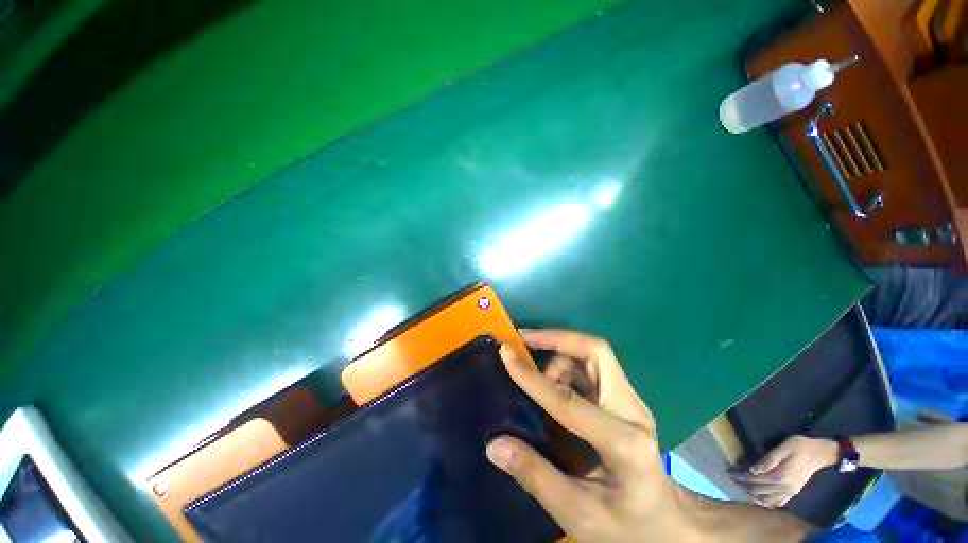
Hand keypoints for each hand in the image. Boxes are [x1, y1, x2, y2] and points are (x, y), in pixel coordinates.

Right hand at [485, 329, 696, 541]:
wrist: (668, 525)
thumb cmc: (627, 527)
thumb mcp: (579, 515)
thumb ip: (536, 477)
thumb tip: (495, 445)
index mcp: (624, 443)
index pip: (569, 400)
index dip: (533, 377)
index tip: (506, 354)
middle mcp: (632, 410)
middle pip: (597, 351)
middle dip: (557, 339)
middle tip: (524, 339)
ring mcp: (630, 401)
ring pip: (593, 354)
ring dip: (560, 353)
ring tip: (536, 374)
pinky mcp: (623, 399)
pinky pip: (591, 366)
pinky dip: (566, 364)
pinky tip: (551, 383)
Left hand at [731, 435, 838, 507]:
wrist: (821, 453)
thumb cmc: (801, 446)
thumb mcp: (784, 446)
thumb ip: (769, 459)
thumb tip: (753, 469)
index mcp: (779, 476)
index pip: (753, 479)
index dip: (739, 475)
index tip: (728, 470)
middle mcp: (783, 487)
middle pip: (757, 491)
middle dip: (742, 484)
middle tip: (732, 476)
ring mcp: (789, 492)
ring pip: (766, 500)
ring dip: (752, 495)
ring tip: (742, 485)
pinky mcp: (794, 493)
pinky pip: (779, 503)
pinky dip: (767, 502)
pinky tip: (760, 498)